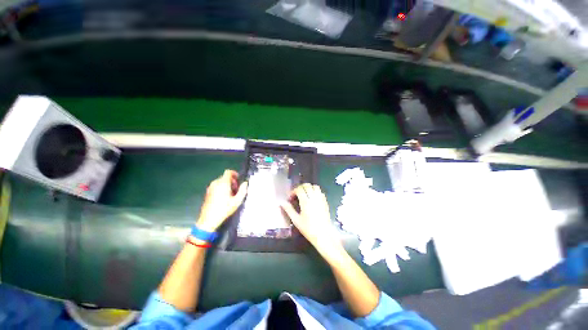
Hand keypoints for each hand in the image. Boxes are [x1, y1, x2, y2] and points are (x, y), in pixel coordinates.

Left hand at [196, 170, 247, 231]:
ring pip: (221, 181)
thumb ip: (243, 190)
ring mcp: (210, 188)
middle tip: (236, 190)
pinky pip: (216, 186)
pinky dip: (221, 188)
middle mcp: (215, 183)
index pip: (228, 172)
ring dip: (227, 185)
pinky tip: (224, 197)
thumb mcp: (237, 201)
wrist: (208, 219)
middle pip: (225, 177)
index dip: (234, 174)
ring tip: (231, 195)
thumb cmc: (224, 209)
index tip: (238, 180)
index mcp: (223, 183)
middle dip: (232, 181)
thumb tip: (245, 183)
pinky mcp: (208, 192)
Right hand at [281, 184, 341, 254]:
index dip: (293, 191)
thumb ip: (289, 210)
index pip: (299, 189)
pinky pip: (320, 192)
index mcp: (305, 201)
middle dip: (300, 187)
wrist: (323, 234)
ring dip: (309, 188)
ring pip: (315, 187)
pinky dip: (315, 192)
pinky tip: (312, 198)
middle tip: (296, 194)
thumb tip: (281, 203)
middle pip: (307, 185)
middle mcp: (314, 198)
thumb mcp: (296, 220)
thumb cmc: (308, 229)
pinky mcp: (325, 202)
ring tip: (305, 194)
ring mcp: (321, 199)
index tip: (290, 198)